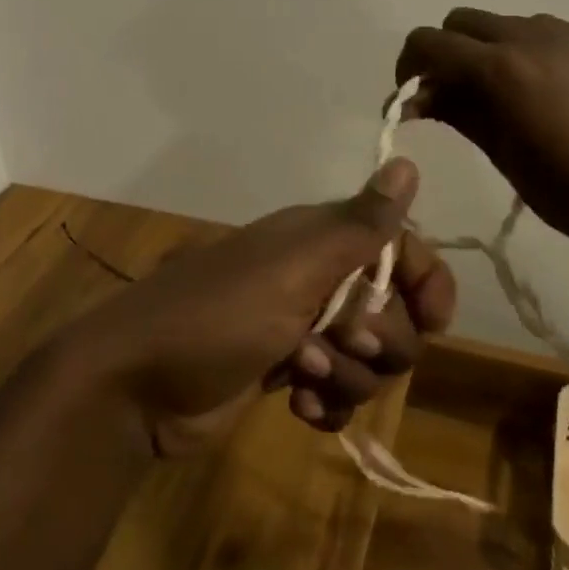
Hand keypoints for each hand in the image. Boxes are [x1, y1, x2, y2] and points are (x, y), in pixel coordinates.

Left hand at [61, 158, 456, 456]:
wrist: (135, 385)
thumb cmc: (216, 316)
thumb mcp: (292, 269)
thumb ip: (357, 226)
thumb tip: (406, 161)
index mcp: (322, 241)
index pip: (401, 249)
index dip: (426, 283)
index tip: (433, 323)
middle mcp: (319, 278)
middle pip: (394, 313)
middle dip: (379, 341)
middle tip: (336, 342)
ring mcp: (303, 329)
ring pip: (370, 359)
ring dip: (349, 377)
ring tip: (301, 376)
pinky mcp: (287, 374)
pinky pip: (340, 393)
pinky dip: (329, 405)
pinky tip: (299, 408)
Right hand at [397, 9, 568, 290]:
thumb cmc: (561, 188)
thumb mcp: (496, 149)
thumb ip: (451, 109)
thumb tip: (412, 97)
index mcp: (501, 67)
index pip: (431, 42)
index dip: (409, 64)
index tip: (411, 93)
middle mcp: (533, 36)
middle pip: (463, 21)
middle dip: (447, 51)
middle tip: (450, 91)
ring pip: (506, 23)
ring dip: (488, 49)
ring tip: (502, 93)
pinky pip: (547, 33)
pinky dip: (528, 52)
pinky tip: (544, 92)